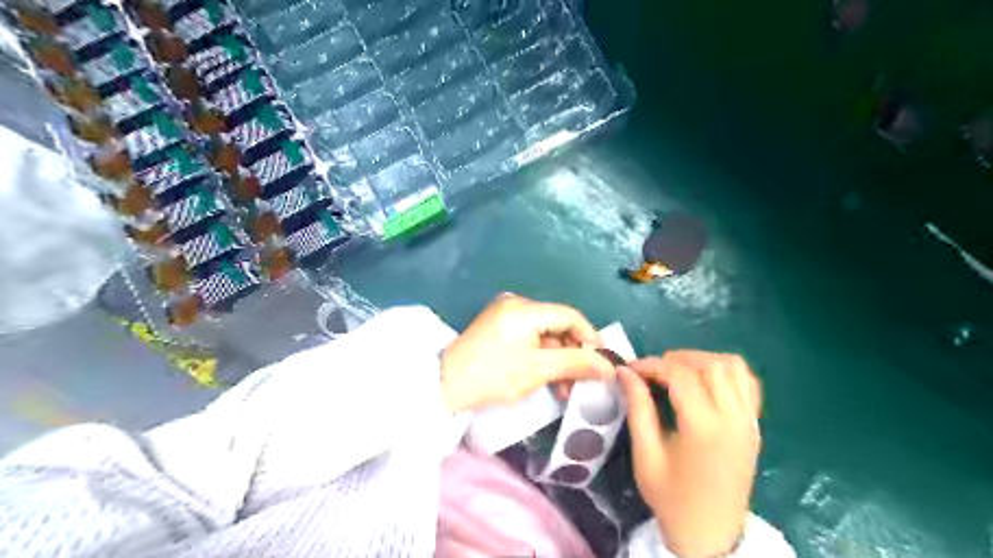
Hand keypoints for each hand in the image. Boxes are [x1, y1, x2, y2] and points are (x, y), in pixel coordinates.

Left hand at [440, 295, 618, 412]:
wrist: (444, 386)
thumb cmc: (492, 376)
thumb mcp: (538, 370)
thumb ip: (576, 364)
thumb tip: (609, 366)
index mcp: (525, 308)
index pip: (570, 316)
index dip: (590, 338)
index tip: (602, 363)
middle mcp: (517, 303)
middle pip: (558, 324)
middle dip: (573, 353)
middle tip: (582, 381)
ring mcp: (505, 313)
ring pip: (545, 333)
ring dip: (558, 358)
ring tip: (564, 388)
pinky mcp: (498, 326)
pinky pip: (530, 337)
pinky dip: (541, 356)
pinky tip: (546, 378)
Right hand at [617, 354, 760, 557]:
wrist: (710, 534)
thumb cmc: (672, 497)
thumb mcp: (646, 454)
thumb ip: (638, 408)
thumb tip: (625, 372)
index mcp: (704, 428)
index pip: (680, 375)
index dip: (652, 364)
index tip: (631, 369)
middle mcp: (733, 418)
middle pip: (710, 364)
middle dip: (677, 359)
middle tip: (653, 372)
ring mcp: (749, 421)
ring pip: (733, 366)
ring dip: (702, 361)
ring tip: (678, 373)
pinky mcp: (755, 425)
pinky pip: (747, 382)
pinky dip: (726, 371)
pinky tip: (705, 382)